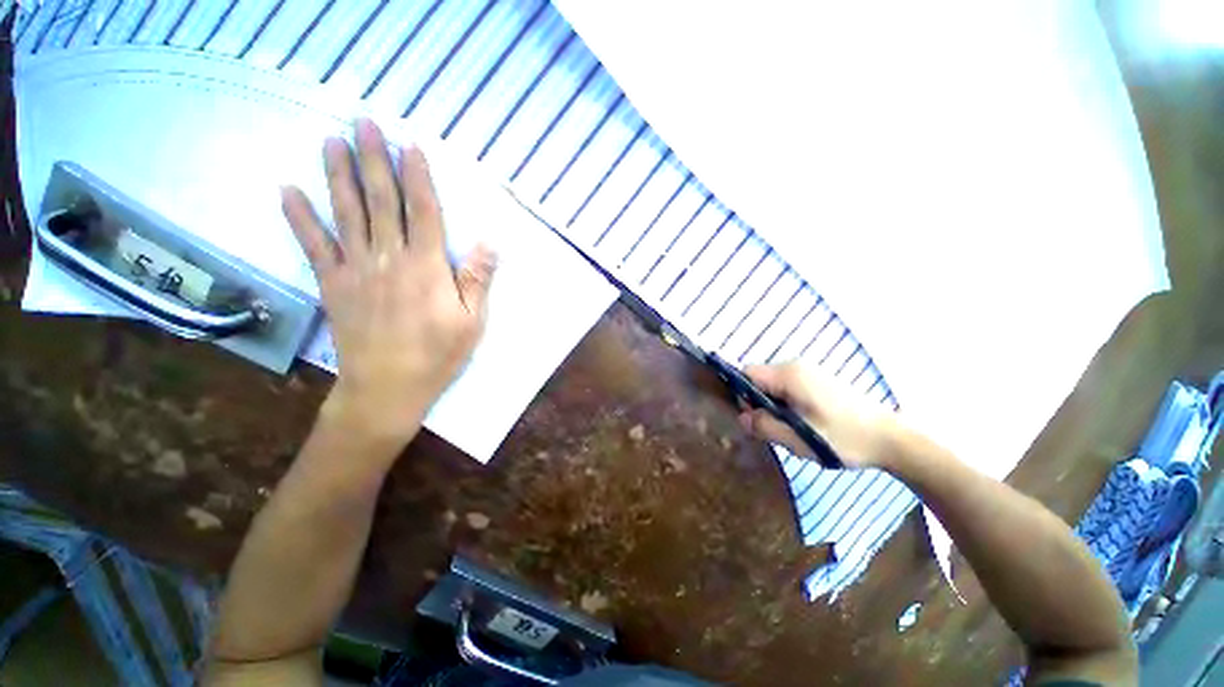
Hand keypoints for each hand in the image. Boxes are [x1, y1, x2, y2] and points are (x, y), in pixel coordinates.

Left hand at [282, 119, 495, 443]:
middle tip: (364, 124)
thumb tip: (490, 243)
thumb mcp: (472, 322)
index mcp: (427, 268)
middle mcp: (389, 259)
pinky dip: (299, 218)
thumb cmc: (438, 355)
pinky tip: (288, 190)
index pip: (424, 212)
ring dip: (338, 175)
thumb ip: (478, 281)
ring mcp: (356, 270)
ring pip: (346, 214)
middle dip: (374, 160)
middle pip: (381, 202)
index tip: (411, 146)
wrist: (387, 388)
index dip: (418, 178)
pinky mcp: (333, 285)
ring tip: (331, 142)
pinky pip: (313, 246)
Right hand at [739, 362, 901, 469]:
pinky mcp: (818, 381)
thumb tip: (742, 418)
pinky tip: (806, 424)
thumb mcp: (800, 438)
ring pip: (773, 386)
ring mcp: (808, 372)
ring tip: (795, 430)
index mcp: (788, 374)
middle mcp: (795, 366)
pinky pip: (788, 388)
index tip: (757, 419)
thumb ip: (765, 426)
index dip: (743, 395)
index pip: (747, 374)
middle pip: (759, 379)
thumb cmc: (844, 438)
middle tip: (777, 430)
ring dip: (775, 407)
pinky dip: (788, 405)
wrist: (891, 438)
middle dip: (760, 404)